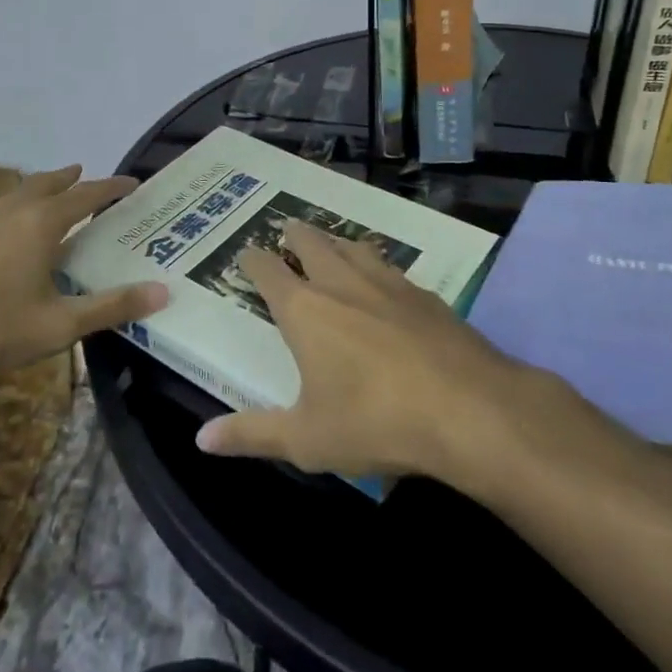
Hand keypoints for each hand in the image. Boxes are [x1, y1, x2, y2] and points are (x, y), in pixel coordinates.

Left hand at [0, 165, 166, 377]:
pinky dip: (22, 203)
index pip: (87, 195)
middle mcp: (15, 211)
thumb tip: (163, 291)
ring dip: (45, 187)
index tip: (133, 184)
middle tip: (91, 178)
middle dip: (74, 179)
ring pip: (22, 191)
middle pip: (50, 183)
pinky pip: (3, 207)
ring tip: (57, 191)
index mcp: (43, 223)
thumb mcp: (59, 325)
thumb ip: (111, 307)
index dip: (112, 188)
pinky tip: (15, 227)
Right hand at [194, 222, 539, 483]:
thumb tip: (202, 439)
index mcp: (305, 309)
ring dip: (336, 243)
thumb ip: (252, 434)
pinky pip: (391, 268)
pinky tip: (386, 284)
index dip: (253, 260)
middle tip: (287, 233)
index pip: (268, 269)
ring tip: (332, 247)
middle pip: (311, 242)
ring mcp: (388, 282)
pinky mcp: (425, 295)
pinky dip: (376, 266)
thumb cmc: (375, 422)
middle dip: (294, 235)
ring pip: (353, 246)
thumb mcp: (306, 439)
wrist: (468, 409)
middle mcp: (342, 283)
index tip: (246, 254)